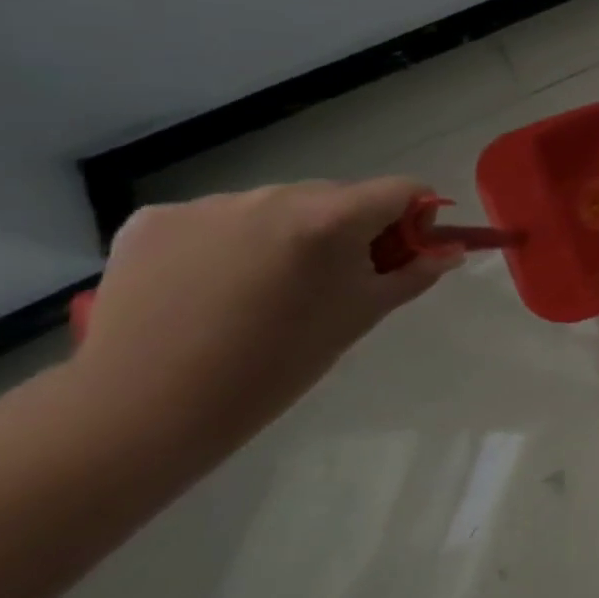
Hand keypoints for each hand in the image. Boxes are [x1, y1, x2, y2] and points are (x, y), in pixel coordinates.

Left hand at [75, 179, 461, 440]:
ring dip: (288, 234)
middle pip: (338, 196)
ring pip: (276, 207)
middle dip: (348, 229)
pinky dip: (227, 242)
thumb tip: (450, 252)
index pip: (403, 190)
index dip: (414, 218)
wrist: (148, 407)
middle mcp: (274, 195)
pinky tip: (211, 285)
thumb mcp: (363, 314)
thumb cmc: (279, 362)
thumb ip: (414, 273)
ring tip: (263, 289)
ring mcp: (209, 204)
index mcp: (332, 217)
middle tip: (332, 282)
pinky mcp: (153, 220)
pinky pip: (216, 219)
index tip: (399, 255)